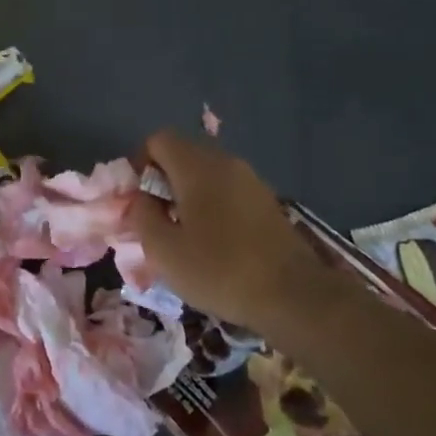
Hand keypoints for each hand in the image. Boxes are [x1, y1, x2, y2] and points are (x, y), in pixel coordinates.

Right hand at [128, 130, 324, 331]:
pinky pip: (228, 189)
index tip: (141, 200)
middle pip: (183, 155)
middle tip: (159, 221)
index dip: (141, 164)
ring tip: (186, 235)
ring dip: (189, 195)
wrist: (294, 295)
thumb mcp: (164, 251)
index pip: (158, 140)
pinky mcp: (267, 200)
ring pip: (206, 173)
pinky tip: (216, 243)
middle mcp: (225, 162)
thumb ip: (142, 216)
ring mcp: (251, 179)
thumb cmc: (220, 270)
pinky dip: (213, 205)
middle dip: (164, 181)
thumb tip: (142, 199)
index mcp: (197, 166)